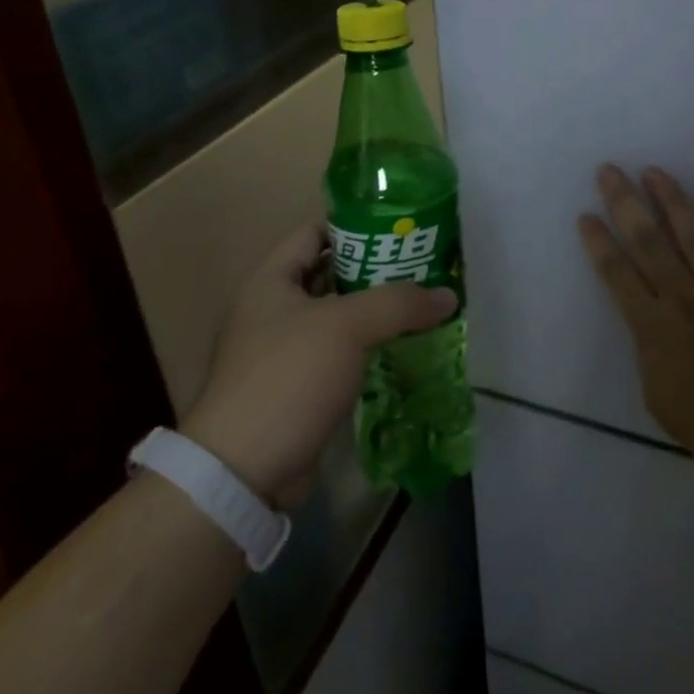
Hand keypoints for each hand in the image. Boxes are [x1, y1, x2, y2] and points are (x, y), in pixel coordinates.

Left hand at [184, 221, 457, 506]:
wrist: (245, 470)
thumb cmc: (288, 377)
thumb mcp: (345, 327)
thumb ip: (398, 303)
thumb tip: (449, 295)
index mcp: (270, 280)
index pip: (314, 231)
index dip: (355, 223)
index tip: (401, 226)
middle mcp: (273, 309)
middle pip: (331, 274)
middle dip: (376, 269)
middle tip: (424, 266)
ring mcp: (284, 351)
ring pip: (339, 317)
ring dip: (376, 312)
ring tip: (424, 303)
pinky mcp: (299, 387)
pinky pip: (341, 354)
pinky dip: (369, 348)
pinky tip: (406, 347)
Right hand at [579, 164, 693, 461]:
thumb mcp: (656, 394)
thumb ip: (650, 350)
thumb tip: (653, 325)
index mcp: (653, 325)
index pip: (617, 273)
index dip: (599, 242)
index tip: (586, 215)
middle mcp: (683, 297)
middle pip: (648, 241)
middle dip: (625, 203)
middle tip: (609, 171)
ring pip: (693, 235)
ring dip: (672, 200)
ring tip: (655, 171)